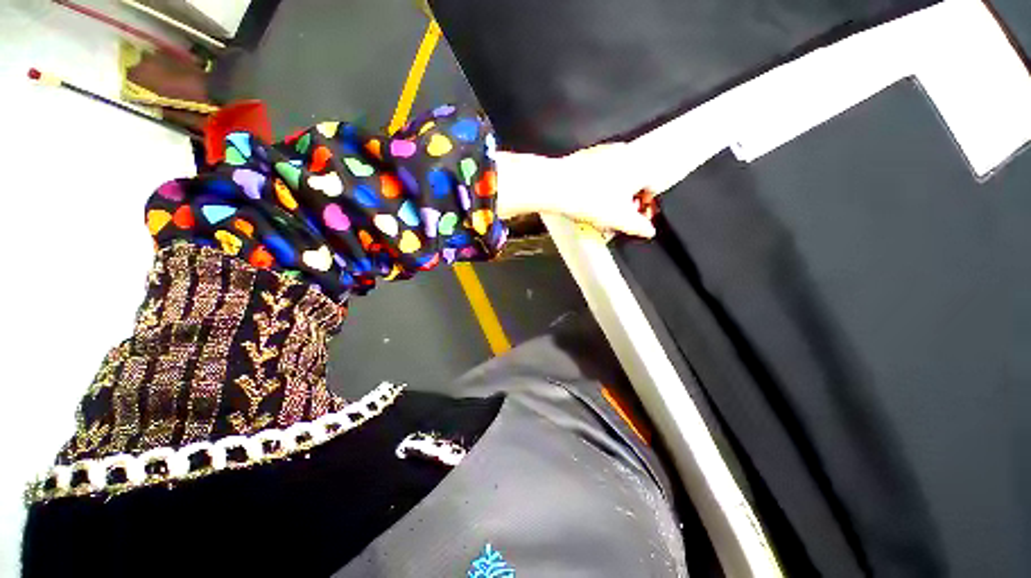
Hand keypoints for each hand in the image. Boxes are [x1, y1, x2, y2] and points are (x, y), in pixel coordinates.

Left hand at [493, 144, 656, 237]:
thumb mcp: (620, 219)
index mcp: (639, 165)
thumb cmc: (589, 199)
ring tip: (602, 210)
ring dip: (614, 194)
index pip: (652, 187)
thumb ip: (639, 226)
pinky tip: (589, 199)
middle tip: (620, 216)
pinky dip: (599, 186)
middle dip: (629, 201)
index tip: (639, 217)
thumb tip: (647, 230)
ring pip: (617, 176)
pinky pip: (600, 173)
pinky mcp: (587, 156)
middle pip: (635, 182)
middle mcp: (624, 153)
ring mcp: (604, 152)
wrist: (557, 186)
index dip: (647, 206)